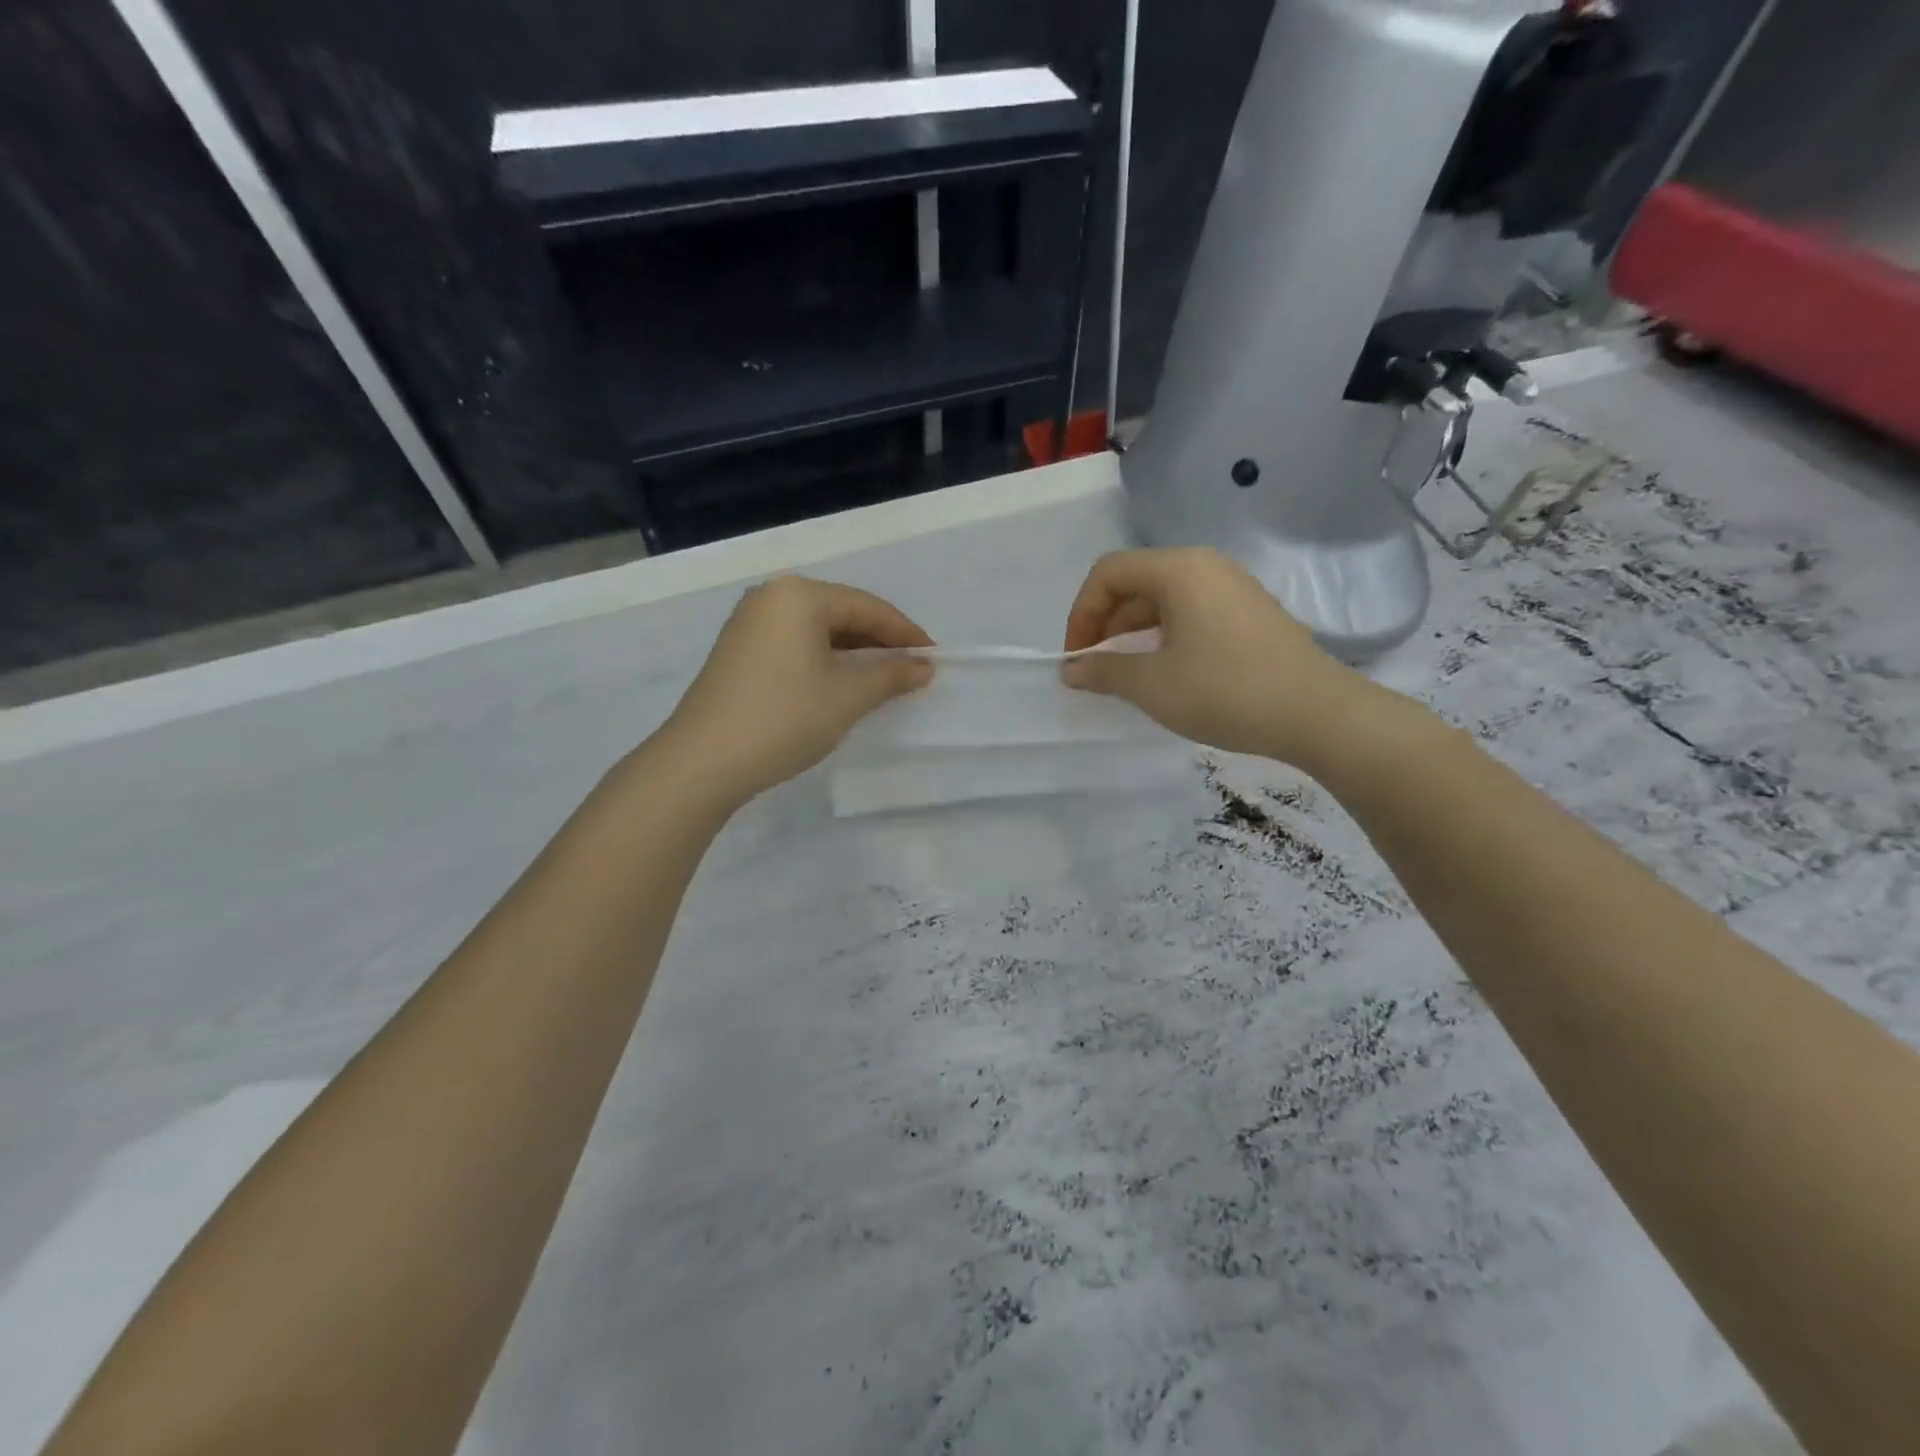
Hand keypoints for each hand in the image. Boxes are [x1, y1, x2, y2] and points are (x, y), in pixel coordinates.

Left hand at [656, 577, 933, 808]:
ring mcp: (749, 623)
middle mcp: (772, 597)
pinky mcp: (738, 650)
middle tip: (911, 669)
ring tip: (881, 679)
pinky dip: (823, 660)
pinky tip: (839, 683)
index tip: (933, 658)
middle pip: (841, 612)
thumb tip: (923, 666)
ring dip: (852, 652)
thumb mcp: (848, 697)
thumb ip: (891, 675)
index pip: (868, 607)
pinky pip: (794, 643)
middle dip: (879, 642)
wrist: (703, 761)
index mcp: (800, 595)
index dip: (905, 633)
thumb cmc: (785, 718)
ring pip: (817, 630)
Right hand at [1060, 547, 1365, 765]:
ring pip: (1163, 598)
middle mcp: (1205, 566)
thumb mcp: (1152, 685)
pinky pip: (1191, 611)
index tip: (1077, 658)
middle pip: (1135, 581)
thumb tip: (1071, 670)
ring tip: (1125, 673)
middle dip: (1105, 623)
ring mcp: (1232, 587)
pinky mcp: (1249, 612)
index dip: (1081, 613)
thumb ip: (1104, 672)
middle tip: (1095, 668)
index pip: (1108, 573)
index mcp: (1179, 569)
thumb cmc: (1225, 691)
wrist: (1317, 713)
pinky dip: (1164, 635)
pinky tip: (1166, 671)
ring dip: (1133, 632)